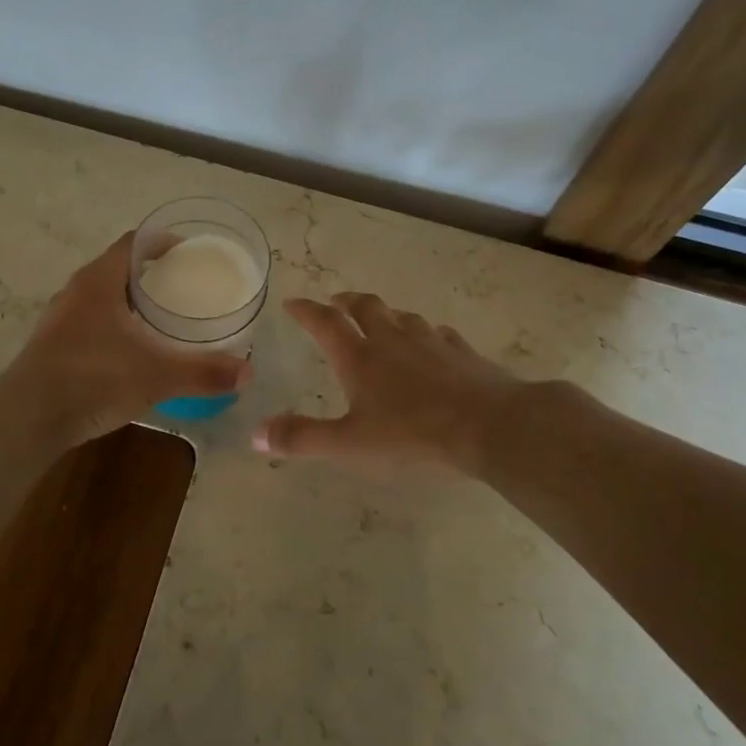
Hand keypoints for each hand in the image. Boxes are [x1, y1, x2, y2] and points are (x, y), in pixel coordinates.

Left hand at [0, 232, 251, 447]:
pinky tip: (135, 352)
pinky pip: (93, 323)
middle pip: (119, 268)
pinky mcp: (54, 346)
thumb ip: (202, 372)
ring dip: (133, 303)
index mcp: (98, 280)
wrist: (26, 421)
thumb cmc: (91, 380)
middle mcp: (76, 291)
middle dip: (154, 275)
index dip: (164, 242)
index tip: (192, 254)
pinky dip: (118, 327)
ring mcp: (61, 319)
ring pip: (104, 298)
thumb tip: (247, 373)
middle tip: (187, 288)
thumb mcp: (155, 375)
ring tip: (166, 319)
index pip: (134, 243)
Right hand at [255, 293, 521, 470]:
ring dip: (386, 314)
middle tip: (336, 301)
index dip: (306, 311)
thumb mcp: (351, 444)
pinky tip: (433, 343)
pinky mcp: (463, 352)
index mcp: (361, 357)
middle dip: (346, 302)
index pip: (325, 323)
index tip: (293, 302)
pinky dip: (426, 333)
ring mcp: (432, 342)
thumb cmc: (414, 435)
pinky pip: (438, 333)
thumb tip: (255, 435)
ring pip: (403, 316)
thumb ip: (303, 438)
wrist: (491, 426)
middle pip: (366, 307)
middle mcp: (393, 340)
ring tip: (381, 320)